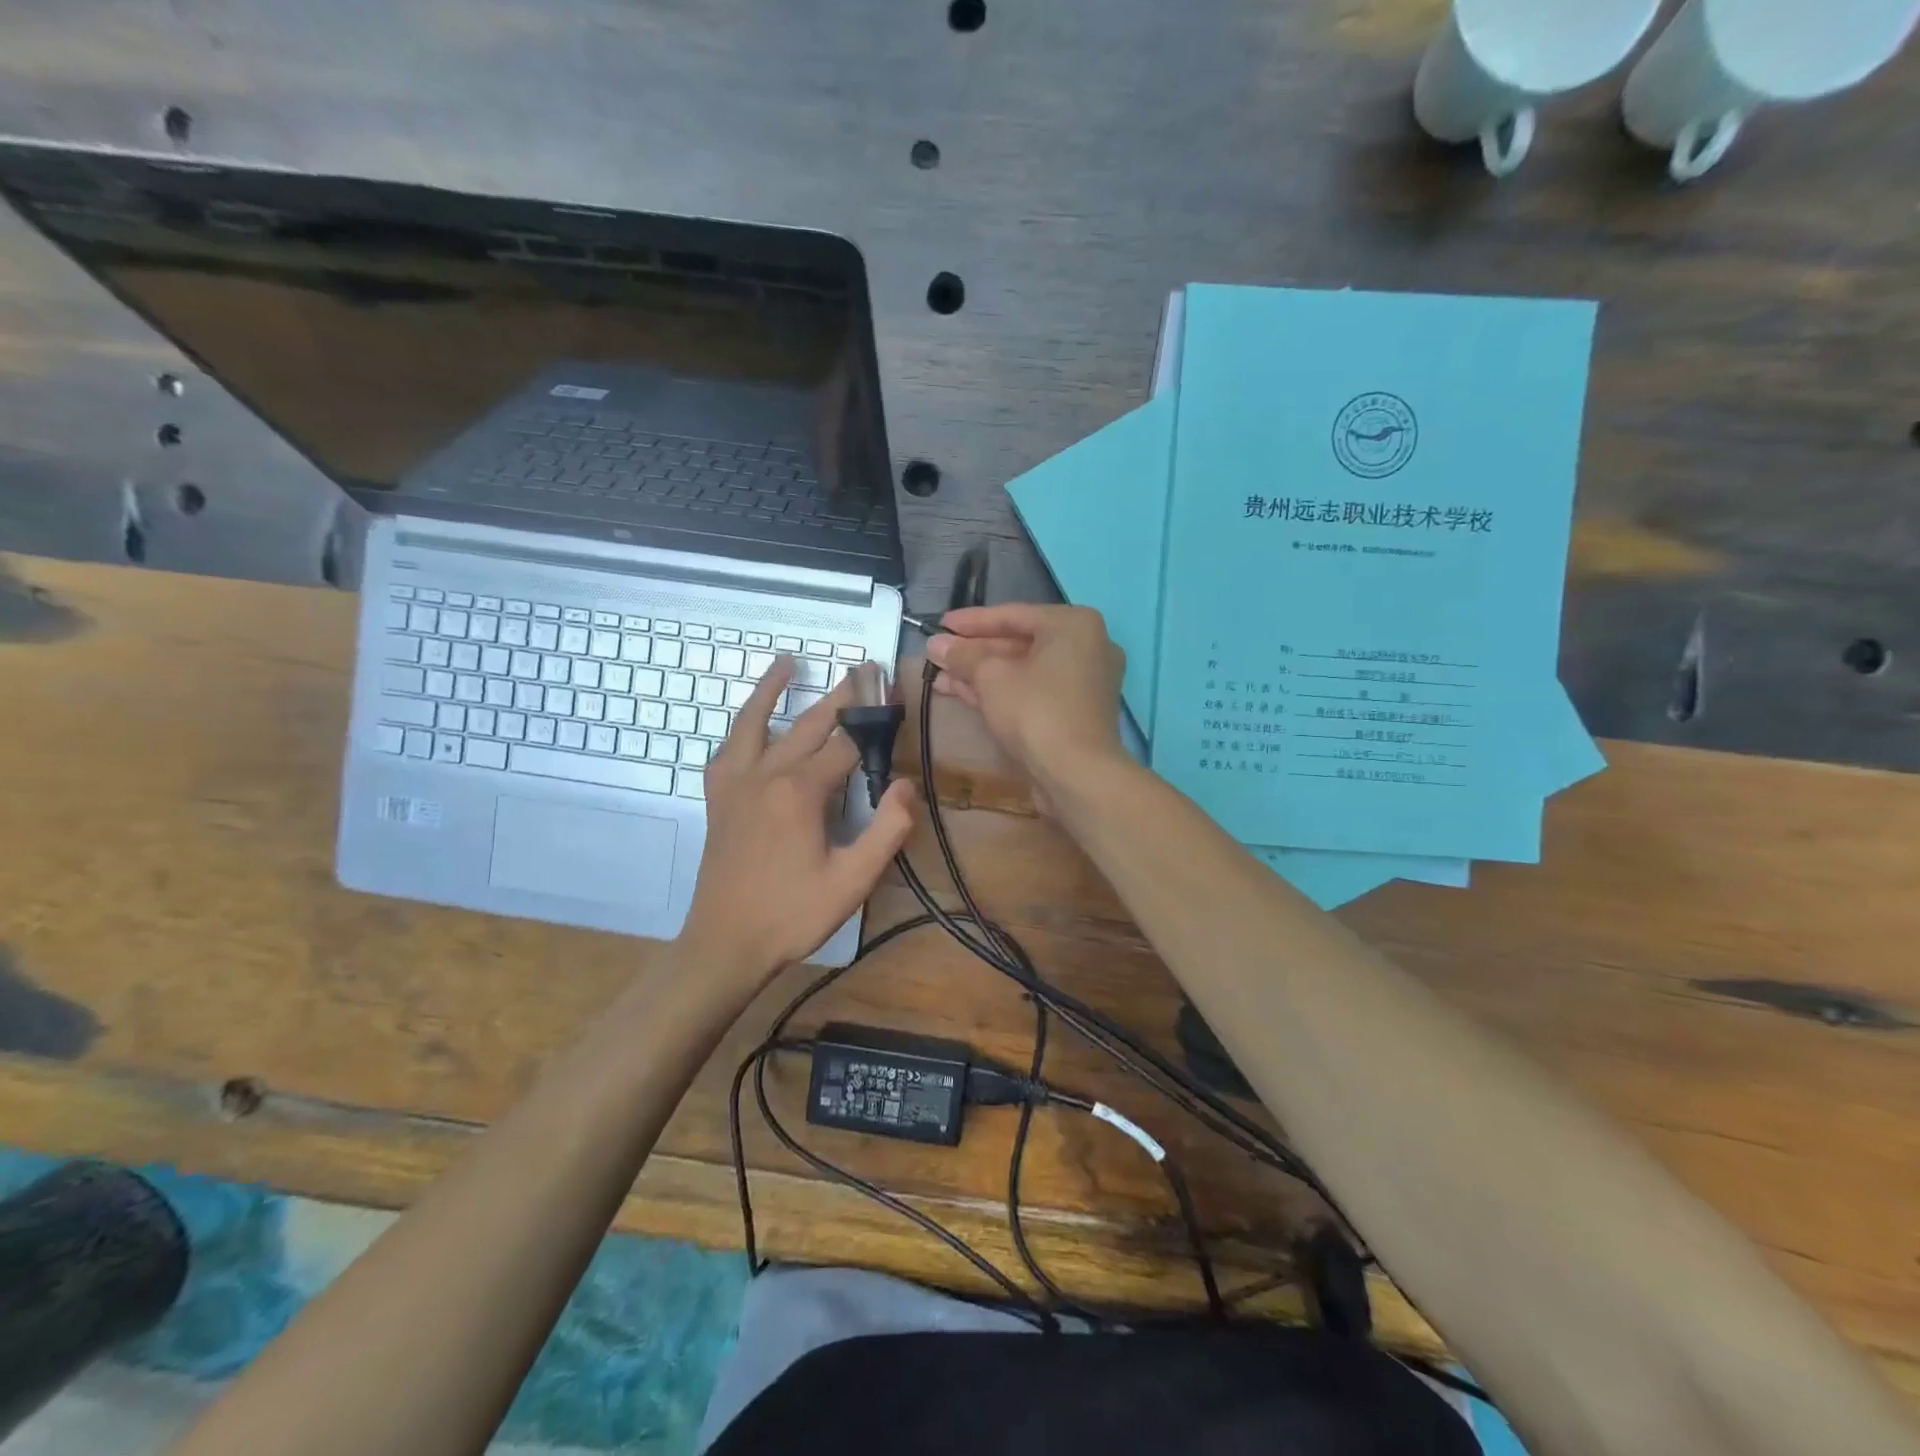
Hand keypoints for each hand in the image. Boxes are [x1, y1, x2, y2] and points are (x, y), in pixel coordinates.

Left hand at [679, 658, 914, 985]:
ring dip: (773, 689)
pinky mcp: (718, 798)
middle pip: (807, 724)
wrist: (724, 944)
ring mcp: (735, 783)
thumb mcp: (853, 881)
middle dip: (840, 696)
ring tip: (788, 661)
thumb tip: (907, 784)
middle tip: (863, 669)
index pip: (846, 744)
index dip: (874, 721)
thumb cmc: (793, 914)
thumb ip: (887, 830)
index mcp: (800, 791)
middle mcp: (765, 774)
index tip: (894, 699)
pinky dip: (742, 726)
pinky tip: (750, 724)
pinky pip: (728, 749)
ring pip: (755, 722)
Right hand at [925, 604, 1125, 808]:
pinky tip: (962, 693)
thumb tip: (936, 644)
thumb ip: (963, 656)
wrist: (1077, 774)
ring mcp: (1084, 681)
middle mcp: (1086, 646)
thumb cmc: (1036, 711)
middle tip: (936, 653)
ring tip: (939, 675)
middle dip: (973, 651)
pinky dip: (1001, 691)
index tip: (940, 625)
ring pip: (1023, 670)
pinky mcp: (1076, 711)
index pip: (1012, 614)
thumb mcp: (991, 677)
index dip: (970, 621)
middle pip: (1019, 643)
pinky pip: (1033, 691)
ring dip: (981, 674)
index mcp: (1073, 624)